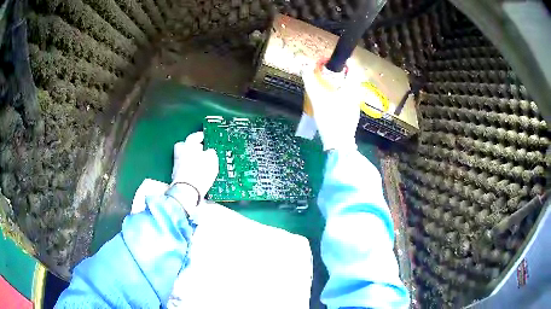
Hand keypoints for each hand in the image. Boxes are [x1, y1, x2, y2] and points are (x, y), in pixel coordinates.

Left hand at [172, 132, 218, 197]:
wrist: (187, 192)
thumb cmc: (200, 173)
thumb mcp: (212, 161)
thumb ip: (211, 153)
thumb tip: (209, 152)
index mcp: (188, 146)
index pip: (194, 137)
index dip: (200, 136)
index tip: (204, 137)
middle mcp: (180, 154)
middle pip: (184, 146)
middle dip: (191, 147)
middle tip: (200, 150)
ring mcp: (177, 166)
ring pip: (183, 157)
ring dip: (190, 159)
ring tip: (200, 164)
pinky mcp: (177, 176)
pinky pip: (184, 168)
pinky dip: (189, 169)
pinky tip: (196, 173)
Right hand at [302, 60, 363, 150]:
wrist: (339, 143)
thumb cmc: (330, 118)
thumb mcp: (317, 98)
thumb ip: (310, 81)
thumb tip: (304, 66)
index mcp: (352, 88)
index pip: (353, 68)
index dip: (343, 62)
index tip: (331, 62)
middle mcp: (357, 95)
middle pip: (351, 79)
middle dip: (339, 73)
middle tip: (326, 74)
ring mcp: (356, 106)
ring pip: (350, 89)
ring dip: (339, 84)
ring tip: (326, 86)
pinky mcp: (353, 114)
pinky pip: (348, 98)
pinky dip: (340, 94)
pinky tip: (330, 101)